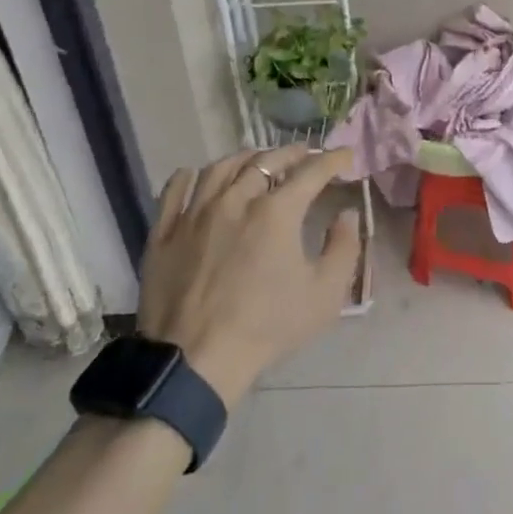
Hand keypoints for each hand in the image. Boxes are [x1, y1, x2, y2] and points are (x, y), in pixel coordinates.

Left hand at [137, 146, 362, 405]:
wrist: (195, 360)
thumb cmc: (267, 326)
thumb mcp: (325, 294)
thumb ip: (344, 248)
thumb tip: (347, 215)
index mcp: (277, 212)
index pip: (311, 172)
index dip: (333, 160)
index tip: (346, 156)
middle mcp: (236, 199)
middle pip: (266, 160)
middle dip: (292, 153)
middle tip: (306, 155)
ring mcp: (195, 213)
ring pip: (222, 167)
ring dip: (247, 158)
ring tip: (259, 161)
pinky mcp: (165, 231)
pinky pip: (177, 188)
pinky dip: (194, 175)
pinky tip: (203, 177)